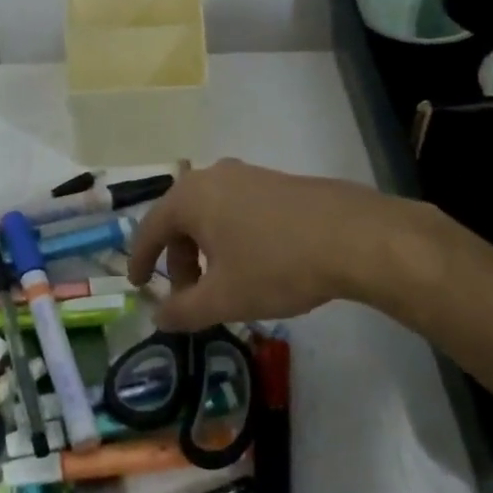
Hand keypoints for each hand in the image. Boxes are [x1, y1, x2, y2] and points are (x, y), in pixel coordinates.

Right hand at [126, 159, 415, 330]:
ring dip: (206, 250)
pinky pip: (237, 209)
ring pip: (211, 215)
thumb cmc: (276, 265)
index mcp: (190, 197)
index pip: (150, 229)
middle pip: (180, 220)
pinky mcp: (277, 182)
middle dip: (178, 260)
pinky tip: (253, 264)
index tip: (138, 285)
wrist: (354, 237)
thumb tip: (158, 317)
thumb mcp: (223, 298)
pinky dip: (231, 237)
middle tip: (188, 294)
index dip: (140, 261)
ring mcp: (248, 175)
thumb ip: (182, 310)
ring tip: (222, 283)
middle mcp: (213, 176)